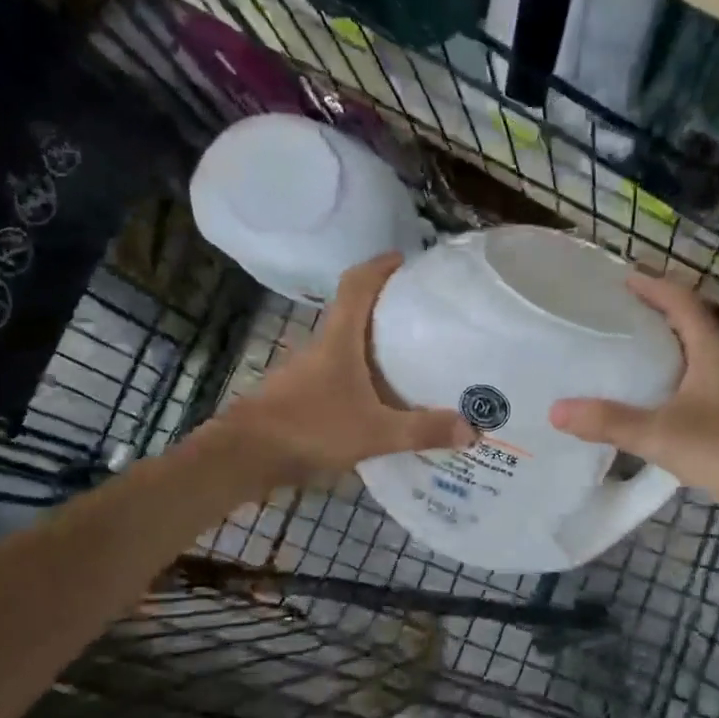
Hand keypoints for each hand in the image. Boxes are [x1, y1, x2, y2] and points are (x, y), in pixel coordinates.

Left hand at [219, 253, 473, 482]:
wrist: (245, 455)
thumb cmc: (310, 428)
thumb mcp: (374, 432)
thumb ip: (422, 430)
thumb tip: (473, 428)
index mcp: (338, 339)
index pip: (357, 284)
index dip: (380, 267)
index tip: (406, 262)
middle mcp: (322, 346)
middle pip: (354, 312)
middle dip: (387, 308)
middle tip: (426, 316)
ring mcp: (308, 372)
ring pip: (346, 346)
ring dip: (374, 346)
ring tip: (413, 359)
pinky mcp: (301, 395)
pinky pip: (339, 374)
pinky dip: (362, 377)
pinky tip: (382, 400)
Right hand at [549, 273, 718, 497]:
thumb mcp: (661, 434)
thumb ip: (610, 421)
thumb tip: (554, 410)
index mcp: (712, 352)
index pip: (683, 302)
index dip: (655, 286)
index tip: (624, 278)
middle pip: (691, 325)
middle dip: (657, 313)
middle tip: (618, 312)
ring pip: (696, 356)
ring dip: (667, 347)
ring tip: (629, 351)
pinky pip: (698, 384)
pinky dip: (673, 379)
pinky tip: (655, 400)